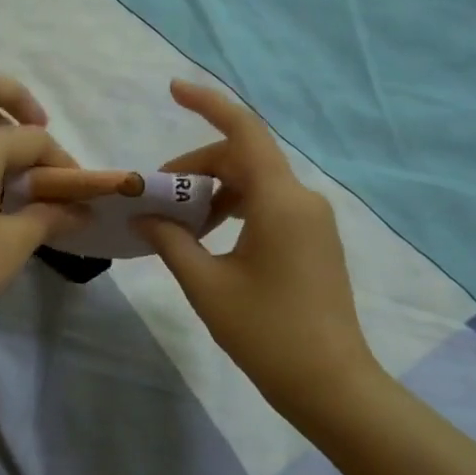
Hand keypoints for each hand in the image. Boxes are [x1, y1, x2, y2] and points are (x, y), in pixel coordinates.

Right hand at [138, 81, 383, 425]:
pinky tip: (209, 239)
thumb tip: (145, 216)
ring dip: (213, 192)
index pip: (243, 132)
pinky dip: (235, 209)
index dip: (208, 104)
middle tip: (155, 197)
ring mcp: (312, 221)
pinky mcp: (314, 242)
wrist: (331, 384)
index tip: (172, 89)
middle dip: (196, 169)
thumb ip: (171, 241)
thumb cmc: (266, 333)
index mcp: (280, 201)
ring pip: (255, 184)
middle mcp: (302, 200)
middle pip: (243, 160)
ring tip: (178, 224)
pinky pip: (269, 206)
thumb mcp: (206, 285)